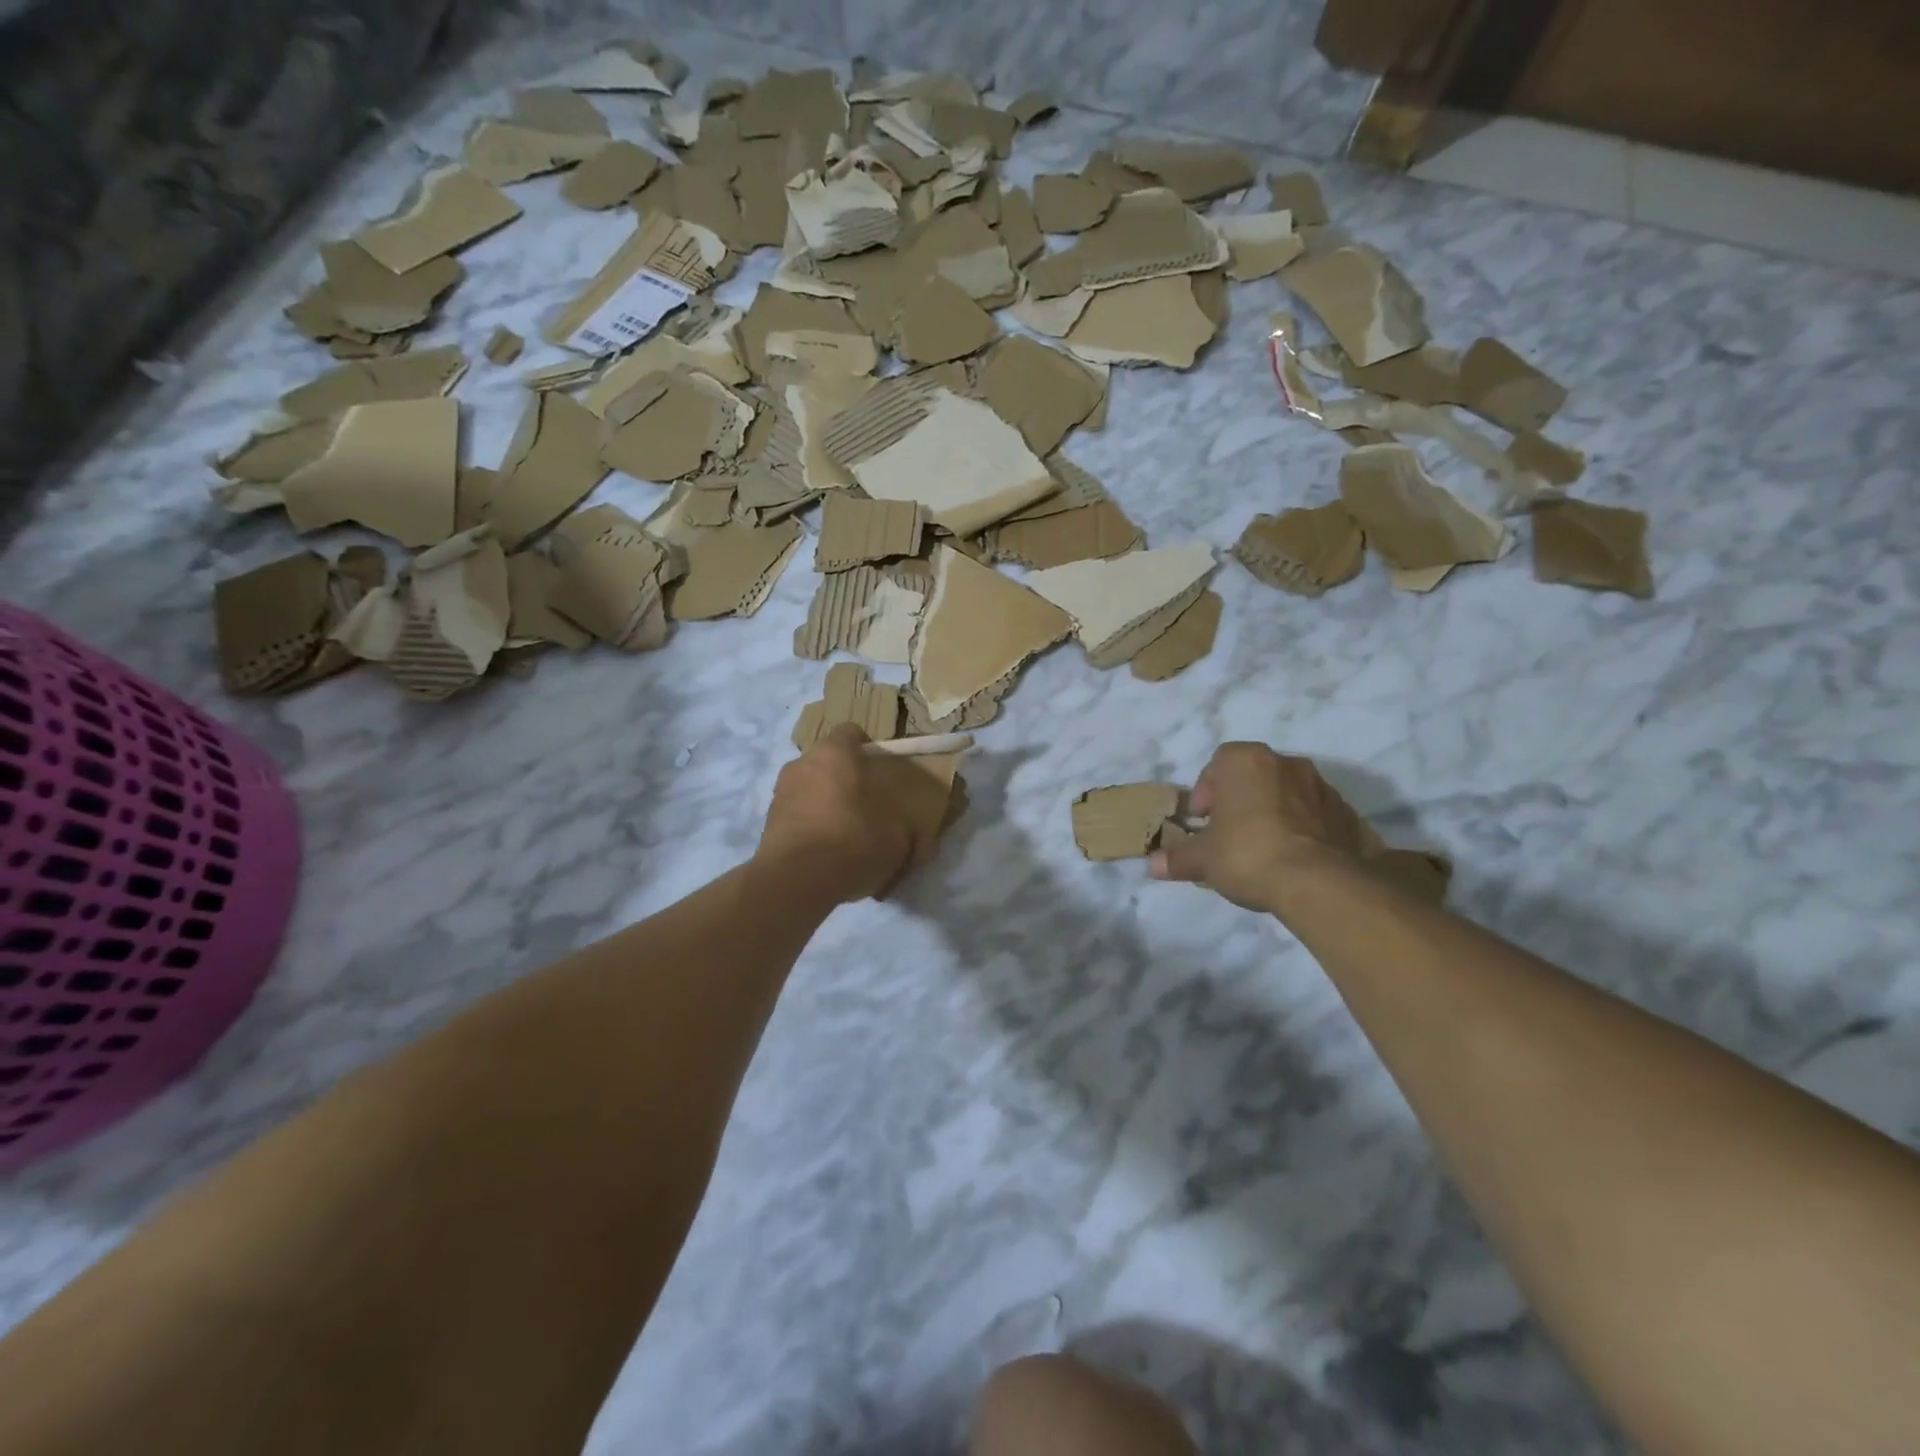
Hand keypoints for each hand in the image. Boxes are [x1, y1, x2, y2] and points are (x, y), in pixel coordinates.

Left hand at [756, 725, 944, 901]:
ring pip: (809, 789)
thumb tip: (923, 844)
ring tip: (845, 834)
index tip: (881, 770)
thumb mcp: (897, 837)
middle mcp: (802, 764)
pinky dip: (810, 827)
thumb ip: (907, 831)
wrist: (796, 881)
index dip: (867, 748)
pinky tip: (826, 853)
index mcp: (834, 753)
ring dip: (825, 804)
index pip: (850, 732)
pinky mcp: (767, 824)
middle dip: (844, 779)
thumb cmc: (853, 841)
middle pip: (827, 762)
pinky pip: (796, 817)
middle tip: (866, 805)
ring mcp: (780, 793)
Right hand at [1150, 743, 1369, 914]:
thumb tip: (1153, 865)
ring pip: (1287, 793)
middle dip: (1240, 799)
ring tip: (1263, 848)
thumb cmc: (1249, 854)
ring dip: (1273, 812)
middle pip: (1255, 775)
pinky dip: (1304, 829)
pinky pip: (1316, 816)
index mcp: (1247, 761)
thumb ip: (1177, 857)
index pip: (1219, 762)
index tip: (1203, 820)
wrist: (1320, 883)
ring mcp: (1322, 788)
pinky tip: (1294, 858)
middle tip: (1229, 833)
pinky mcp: (1348, 815)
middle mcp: (1287, 763)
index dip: (1207, 791)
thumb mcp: (1203, 859)